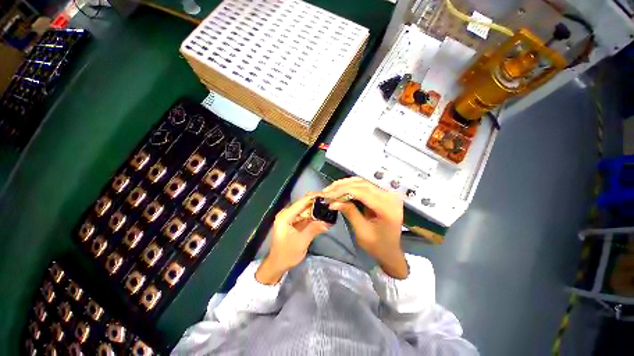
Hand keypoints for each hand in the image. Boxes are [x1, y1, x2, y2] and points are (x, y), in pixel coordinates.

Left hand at [256, 193, 330, 284]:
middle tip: (330, 202)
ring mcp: (290, 217)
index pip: (302, 201)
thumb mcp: (302, 242)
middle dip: (317, 203)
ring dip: (317, 209)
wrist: (278, 264)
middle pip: (304, 204)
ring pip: (306, 209)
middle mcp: (287, 213)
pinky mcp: (294, 221)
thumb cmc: (287, 254)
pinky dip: (314, 216)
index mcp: (285, 216)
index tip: (327, 196)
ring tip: (329, 207)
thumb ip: (314, 229)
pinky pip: (305, 215)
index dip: (315, 197)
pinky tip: (323, 215)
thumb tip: (328, 222)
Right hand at [324, 177, 407, 278]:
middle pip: (363, 184)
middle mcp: (390, 196)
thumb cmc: (377, 245)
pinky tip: (341, 188)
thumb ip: (350, 212)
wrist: (390, 250)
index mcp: (387, 208)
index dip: (343, 191)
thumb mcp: (362, 231)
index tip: (328, 195)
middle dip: (342, 186)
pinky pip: (365, 185)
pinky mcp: (383, 193)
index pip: (362, 192)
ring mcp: (388, 193)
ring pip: (363, 182)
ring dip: (346, 184)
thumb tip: (333, 202)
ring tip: (331, 189)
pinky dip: (351, 186)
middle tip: (327, 191)